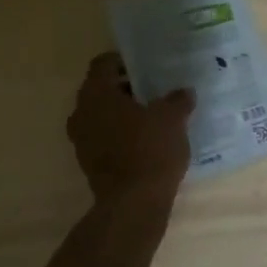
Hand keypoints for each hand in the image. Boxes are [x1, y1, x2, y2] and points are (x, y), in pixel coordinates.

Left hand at [66, 53, 195, 203]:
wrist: (133, 204)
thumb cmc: (150, 150)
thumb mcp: (172, 119)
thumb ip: (177, 100)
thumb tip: (184, 92)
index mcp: (96, 93)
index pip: (103, 64)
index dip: (124, 61)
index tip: (146, 67)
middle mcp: (81, 112)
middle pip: (101, 89)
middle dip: (126, 88)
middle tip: (154, 90)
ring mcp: (81, 140)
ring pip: (102, 115)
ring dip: (123, 113)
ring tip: (153, 116)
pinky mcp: (88, 163)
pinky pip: (104, 138)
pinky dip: (121, 134)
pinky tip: (146, 140)